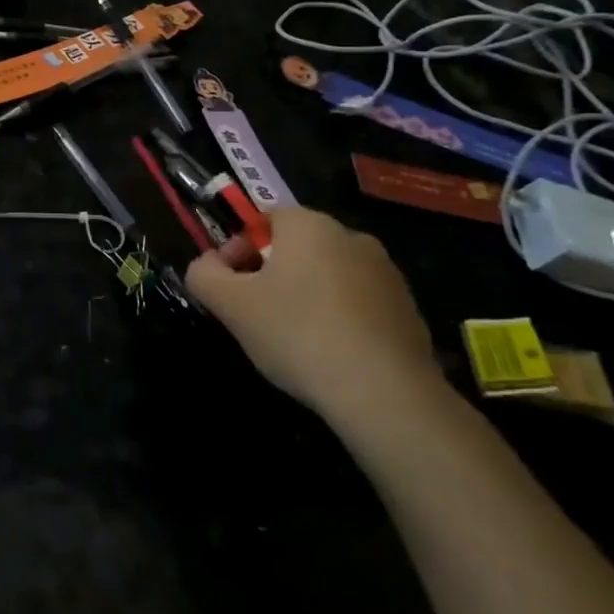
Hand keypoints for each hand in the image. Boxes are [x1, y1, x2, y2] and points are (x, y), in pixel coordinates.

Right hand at [185, 206, 443, 429]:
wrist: (385, 394)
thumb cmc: (297, 333)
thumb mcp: (229, 303)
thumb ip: (204, 274)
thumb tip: (207, 266)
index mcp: (310, 226)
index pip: (264, 220)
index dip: (238, 248)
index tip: (229, 285)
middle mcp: (353, 238)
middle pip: (296, 248)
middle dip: (270, 274)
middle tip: (253, 312)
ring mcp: (388, 276)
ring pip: (328, 276)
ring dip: (304, 296)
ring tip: (290, 338)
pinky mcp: (409, 312)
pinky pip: (358, 305)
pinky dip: (337, 320)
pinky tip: (327, 355)